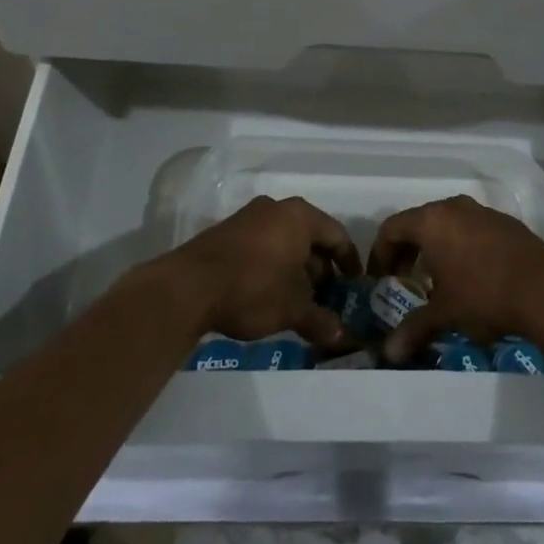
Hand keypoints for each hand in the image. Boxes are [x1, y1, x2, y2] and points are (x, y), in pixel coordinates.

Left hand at [158, 195, 360, 348]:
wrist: (188, 287)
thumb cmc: (253, 289)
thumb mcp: (292, 309)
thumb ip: (320, 320)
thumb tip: (340, 335)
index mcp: (299, 217)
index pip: (337, 235)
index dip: (349, 262)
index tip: (354, 284)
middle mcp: (276, 208)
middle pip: (310, 236)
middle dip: (320, 267)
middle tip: (326, 296)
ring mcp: (248, 217)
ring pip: (284, 240)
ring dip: (295, 268)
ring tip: (298, 299)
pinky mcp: (226, 231)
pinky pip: (262, 244)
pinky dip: (273, 264)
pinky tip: (269, 292)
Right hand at [368, 195, 543, 363]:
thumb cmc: (483, 296)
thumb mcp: (444, 314)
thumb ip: (413, 329)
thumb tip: (388, 353)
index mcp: (431, 221)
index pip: (391, 228)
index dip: (380, 254)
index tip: (380, 280)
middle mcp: (454, 207)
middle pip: (418, 223)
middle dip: (407, 252)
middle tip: (404, 281)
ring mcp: (482, 212)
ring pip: (447, 224)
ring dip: (435, 249)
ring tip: (437, 281)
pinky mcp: (505, 223)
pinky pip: (472, 230)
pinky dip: (461, 247)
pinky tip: (471, 276)